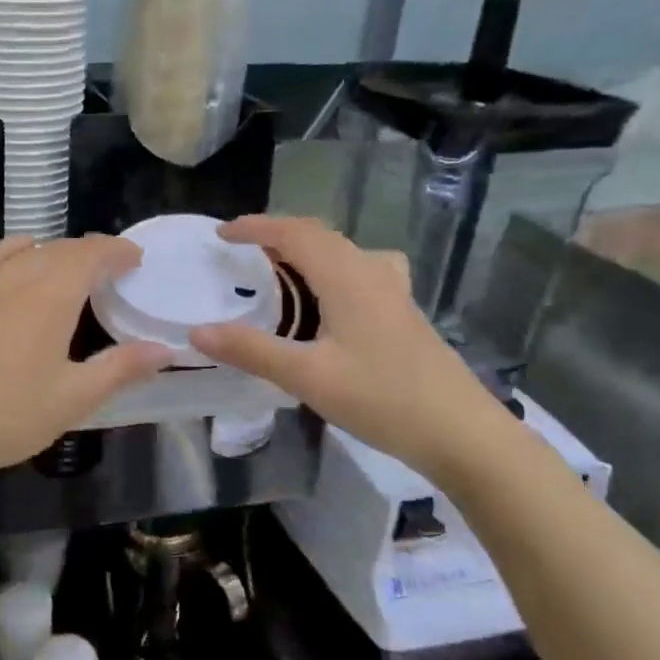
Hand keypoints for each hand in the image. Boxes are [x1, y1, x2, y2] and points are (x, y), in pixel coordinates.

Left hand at [0, 235, 170, 484]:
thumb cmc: (7, 414)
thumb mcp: (73, 398)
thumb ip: (120, 369)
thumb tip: (164, 349)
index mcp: (51, 298)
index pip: (90, 255)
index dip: (116, 251)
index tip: (136, 258)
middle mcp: (18, 281)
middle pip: (60, 250)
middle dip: (91, 251)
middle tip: (113, 268)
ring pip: (27, 253)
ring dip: (56, 251)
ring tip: (73, 265)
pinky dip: (10, 249)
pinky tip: (17, 254)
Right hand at [187, 217, 516, 482]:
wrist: (462, 432)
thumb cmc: (382, 399)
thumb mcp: (308, 377)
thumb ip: (251, 351)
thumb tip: (197, 332)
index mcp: (345, 276)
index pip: (293, 232)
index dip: (255, 227)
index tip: (221, 235)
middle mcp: (370, 271)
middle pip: (318, 235)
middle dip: (276, 235)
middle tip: (241, 252)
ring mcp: (393, 290)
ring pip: (341, 251)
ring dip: (304, 250)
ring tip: (277, 271)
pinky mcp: (403, 311)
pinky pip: (358, 269)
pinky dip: (329, 269)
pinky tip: (330, 299)